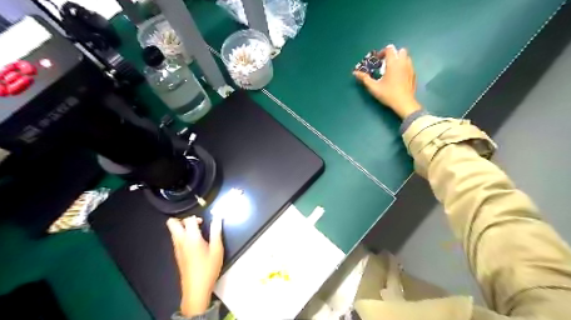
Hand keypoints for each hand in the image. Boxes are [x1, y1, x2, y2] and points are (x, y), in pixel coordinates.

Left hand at [166, 215, 223, 316]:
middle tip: (196, 224)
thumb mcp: (217, 248)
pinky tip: (195, 243)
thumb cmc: (208, 267)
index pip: (188, 219)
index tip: (204, 222)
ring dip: (183, 227)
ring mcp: (177, 248)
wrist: (196, 288)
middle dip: (182, 219)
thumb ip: (216, 231)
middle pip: (172, 223)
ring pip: (173, 231)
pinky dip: (183, 236)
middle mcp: (180, 241)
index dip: (196, 217)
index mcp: (191, 237)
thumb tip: (217, 217)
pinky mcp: (177, 255)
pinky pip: (176, 239)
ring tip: (198, 233)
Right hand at [356, 44, 420, 118]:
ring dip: (398, 60)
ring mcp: (410, 68)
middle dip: (392, 55)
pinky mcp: (414, 75)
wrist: (404, 103)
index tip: (377, 60)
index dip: (382, 52)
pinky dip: (403, 67)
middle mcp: (403, 62)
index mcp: (393, 63)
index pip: (389, 49)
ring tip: (391, 70)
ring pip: (406, 57)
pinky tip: (398, 77)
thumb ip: (364, 78)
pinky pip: (409, 66)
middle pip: (400, 51)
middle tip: (385, 64)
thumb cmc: (388, 94)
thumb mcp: (374, 87)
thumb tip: (355, 73)